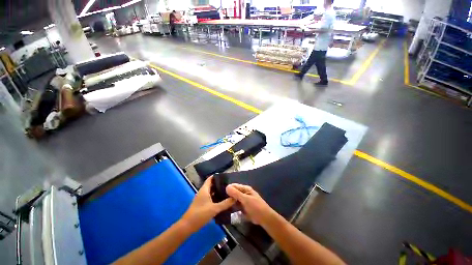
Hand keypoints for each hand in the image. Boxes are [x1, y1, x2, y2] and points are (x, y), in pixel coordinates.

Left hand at [182, 176, 234, 231]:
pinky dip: (215, 196)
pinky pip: (210, 197)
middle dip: (219, 184)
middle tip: (229, 184)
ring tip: (227, 191)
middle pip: (211, 184)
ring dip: (218, 191)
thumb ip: (225, 203)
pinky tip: (222, 200)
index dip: (217, 176)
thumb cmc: (200, 214)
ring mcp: (201, 198)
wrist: (187, 226)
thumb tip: (235, 198)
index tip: (226, 176)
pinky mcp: (202, 204)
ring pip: (211, 191)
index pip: (211, 178)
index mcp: (204, 190)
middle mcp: (203, 192)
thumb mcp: (214, 209)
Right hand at [226, 184, 274, 224]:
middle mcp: (244, 193)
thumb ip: (236, 193)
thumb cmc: (256, 207)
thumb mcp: (245, 199)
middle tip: (221, 202)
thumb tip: (227, 187)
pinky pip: (236, 206)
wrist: (264, 218)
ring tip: (223, 206)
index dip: (228, 189)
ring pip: (234, 199)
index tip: (222, 194)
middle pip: (234, 193)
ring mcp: (244, 201)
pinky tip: (227, 210)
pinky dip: (233, 207)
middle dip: (228, 196)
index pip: (234, 186)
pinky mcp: (243, 207)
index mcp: (245, 189)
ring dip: (230, 202)